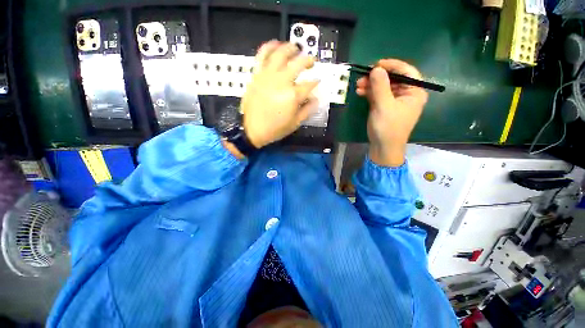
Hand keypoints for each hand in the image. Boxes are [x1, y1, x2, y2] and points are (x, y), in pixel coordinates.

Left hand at [241, 41, 318, 147]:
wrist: (249, 130)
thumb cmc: (273, 128)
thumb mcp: (295, 123)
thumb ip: (308, 109)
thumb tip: (316, 97)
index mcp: (293, 95)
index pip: (310, 83)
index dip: (316, 81)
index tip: (317, 81)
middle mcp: (281, 81)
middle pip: (299, 63)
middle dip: (308, 60)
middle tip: (311, 62)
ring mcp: (268, 75)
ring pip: (281, 55)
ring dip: (291, 49)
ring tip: (296, 48)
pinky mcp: (257, 74)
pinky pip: (262, 56)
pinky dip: (268, 47)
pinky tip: (276, 43)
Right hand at [356, 59, 427, 166]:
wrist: (383, 149)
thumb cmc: (389, 128)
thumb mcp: (384, 105)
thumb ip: (380, 85)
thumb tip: (376, 68)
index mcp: (415, 93)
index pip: (408, 70)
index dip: (393, 64)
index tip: (378, 65)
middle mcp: (409, 92)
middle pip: (394, 75)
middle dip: (378, 75)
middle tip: (364, 75)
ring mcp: (398, 97)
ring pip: (385, 81)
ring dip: (371, 82)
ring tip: (358, 86)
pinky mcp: (388, 101)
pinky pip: (380, 89)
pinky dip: (370, 89)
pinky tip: (360, 92)